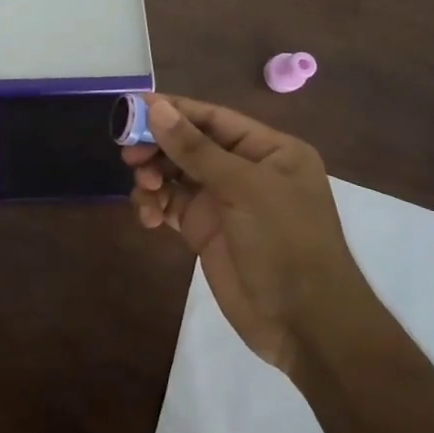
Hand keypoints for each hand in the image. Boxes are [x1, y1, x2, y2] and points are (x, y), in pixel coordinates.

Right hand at [124, 94, 374, 374]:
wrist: (305, 325)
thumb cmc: (286, 244)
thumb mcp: (244, 189)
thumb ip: (196, 149)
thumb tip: (156, 107)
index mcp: (269, 150)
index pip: (213, 118)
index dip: (172, 111)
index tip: (131, 109)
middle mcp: (245, 169)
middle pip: (188, 144)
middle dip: (158, 147)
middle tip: (129, 156)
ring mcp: (223, 201)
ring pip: (174, 174)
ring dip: (152, 178)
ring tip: (145, 192)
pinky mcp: (203, 229)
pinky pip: (170, 204)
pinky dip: (154, 205)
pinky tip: (148, 218)